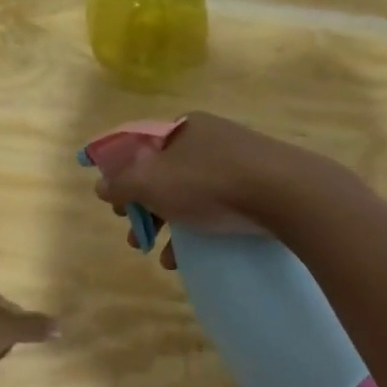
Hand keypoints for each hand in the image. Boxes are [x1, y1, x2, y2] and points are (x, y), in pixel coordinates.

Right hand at [92, 112, 330, 267]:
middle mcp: (210, 138)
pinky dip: (199, 229)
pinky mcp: (260, 185)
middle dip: (145, 208)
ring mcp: (238, 161)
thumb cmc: (210, 183)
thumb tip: (100, 186)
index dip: (122, 177)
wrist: (286, 193)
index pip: (140, 147)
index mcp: (183, 127)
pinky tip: (191, 258)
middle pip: (165, 173)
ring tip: (161, 256)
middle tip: (136, 236)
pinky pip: (219, 206)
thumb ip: (121, 183)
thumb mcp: (153, 183)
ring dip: (170, 225)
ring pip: (192, 193)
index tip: (116, 208)